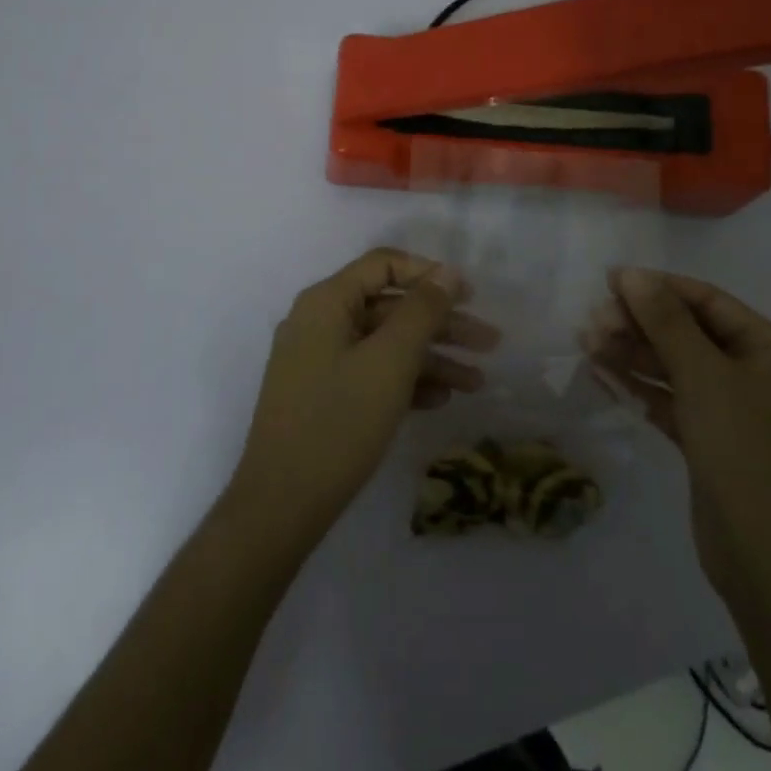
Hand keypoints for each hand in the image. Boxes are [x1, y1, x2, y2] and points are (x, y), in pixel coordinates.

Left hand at [231, 248, 498, 538]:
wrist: (281, 505)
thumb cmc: (339, 421)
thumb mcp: (390, 361)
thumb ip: (422, 310)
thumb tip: (447, 272)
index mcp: (327, 301)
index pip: (383, 264)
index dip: (429, 273)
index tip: (470, 295)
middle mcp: (319, 322)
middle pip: (389, 307)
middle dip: (441, 323)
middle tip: (490, 342)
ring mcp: (318, 360)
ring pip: (384, 344)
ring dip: (431, 357)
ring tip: (477, 382)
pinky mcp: (322, 395)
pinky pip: (371, 373)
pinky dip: (405, 381)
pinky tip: (441, 399)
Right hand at [582, 267, 770, 603]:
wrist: (768, 561)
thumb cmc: (746, 453)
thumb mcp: (704, 377)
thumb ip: (666, 322)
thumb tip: (632, 274)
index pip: (708, 302)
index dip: (659, 287)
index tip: (610, 281)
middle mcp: (757, 374)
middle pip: (689, 333)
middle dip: (640, 323)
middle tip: (592, 320)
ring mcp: (734, 410)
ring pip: (676, 367)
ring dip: (633, 353)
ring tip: (586, 342)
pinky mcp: (712, 441)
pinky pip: (672, 400)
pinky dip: (640, 386)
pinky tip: (601, 373)